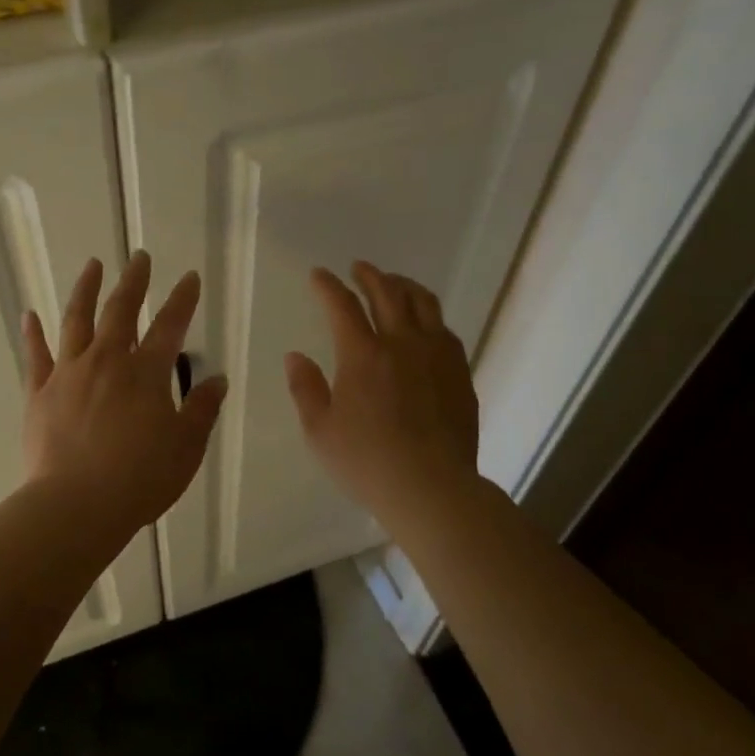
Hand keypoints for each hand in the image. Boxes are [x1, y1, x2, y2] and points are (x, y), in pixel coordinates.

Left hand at [21, 251, 228, 538]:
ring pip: (77, 320)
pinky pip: (36, 355)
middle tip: (139, 257)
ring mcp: (69, 374)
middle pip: (121, 311)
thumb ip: (202, 410)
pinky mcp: (39, 393)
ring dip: (86, 289)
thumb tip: (218, 380)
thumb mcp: (186, 448)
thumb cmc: (140, 479)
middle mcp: (107, 361)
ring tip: (93, 265)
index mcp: (146, 374)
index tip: (189, 277)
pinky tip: (30, 314)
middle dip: (134, 281)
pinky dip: (33, 333)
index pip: (170, 326)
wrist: (77, 506)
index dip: (182, 299)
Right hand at [285, 262, 480, 526]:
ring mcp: (437, 355)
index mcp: (363, 355)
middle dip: (370, 275)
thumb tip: (295, 356)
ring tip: (394, 284)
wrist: (431, 487)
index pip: (342, 305)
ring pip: (423, 303)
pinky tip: (425, 324)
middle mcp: (402, 343)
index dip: (328, 286)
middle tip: (359, 268)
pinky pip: (444, 329)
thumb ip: (305, 388)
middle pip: (387, 293)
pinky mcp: (459, 372)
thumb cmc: (366, 462)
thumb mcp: (320, 431)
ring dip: (404, 286)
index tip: (318, 275)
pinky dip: (428, 315)